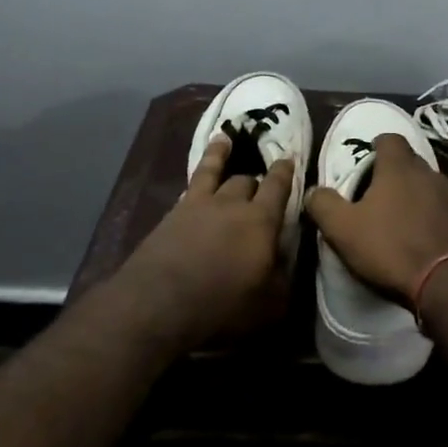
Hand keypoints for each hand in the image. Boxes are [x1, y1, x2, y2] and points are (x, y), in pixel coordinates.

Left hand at [114, 133, 295, 348]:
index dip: (285, 172)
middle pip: (246, 180)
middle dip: (256, 179)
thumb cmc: (221, 306)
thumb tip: (286, 262)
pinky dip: (197, 173)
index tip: (289, 158)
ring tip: (224, 140)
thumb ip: (283, 279)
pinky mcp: (171, 214)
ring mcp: (197, 205)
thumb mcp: (268, 304)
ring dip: (221, 154)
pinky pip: (189, 185)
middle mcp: (231, 204)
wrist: (158, 304)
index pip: (278, 187)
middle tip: (259, 182)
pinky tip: (196, 179)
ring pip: (213, 170)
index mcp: (261, 221)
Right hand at [303, 134, 447, 304]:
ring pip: (429, 185)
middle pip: (410, 162)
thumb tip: (313, 190)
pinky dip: (434, 216)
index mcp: (399, 168)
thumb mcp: (342, 229)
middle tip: (377, 194)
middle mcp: (430, 173)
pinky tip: (424, 237)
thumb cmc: (390, 248)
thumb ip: (323, 204)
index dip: (376, 146)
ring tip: (401, 218)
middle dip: (394, 173)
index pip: (390, 139)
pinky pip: (446, 209)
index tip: (366, 160)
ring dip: (416, 196)